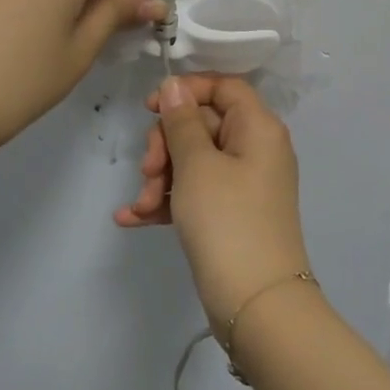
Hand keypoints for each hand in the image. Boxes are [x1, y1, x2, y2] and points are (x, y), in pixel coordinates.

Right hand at [116, 74, 312, 324]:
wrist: (256, 304)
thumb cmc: (227, 220)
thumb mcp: (197, 165)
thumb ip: (182, 121)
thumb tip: (175, 86)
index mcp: (258, 127)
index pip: (223, 87)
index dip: (186, 91)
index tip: (150, 108)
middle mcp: (255, 149)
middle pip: (202, 124)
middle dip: (166, 145)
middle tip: (148, 170)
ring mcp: (243, 184)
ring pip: (193, 161)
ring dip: (161, 178)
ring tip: (143, 205)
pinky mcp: (230, 214)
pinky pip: (194, 193)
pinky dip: (167, 201)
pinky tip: (132, 218)